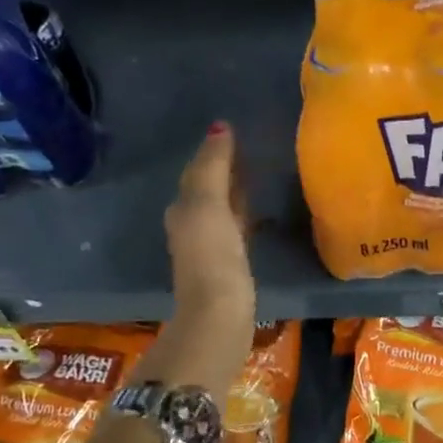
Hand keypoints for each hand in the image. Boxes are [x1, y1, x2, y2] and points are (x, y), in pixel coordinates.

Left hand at [140, 123, 256, 394]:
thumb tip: (220, 127)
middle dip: (223, 170)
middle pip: (207, 189)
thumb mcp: (209, 204)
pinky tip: (258, 217)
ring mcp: (210, 248)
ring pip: (221, 209)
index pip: (198, 171)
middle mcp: (191, 225)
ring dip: (235, 193)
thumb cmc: (212, 255)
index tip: (234, 132)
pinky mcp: (229, 267)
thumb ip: (214, 166)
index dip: (214, 151)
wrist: (218, 315)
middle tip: (248, 150)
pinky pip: (236, 229)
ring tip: (257, 177)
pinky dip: (244, 216)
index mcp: (183, 208)